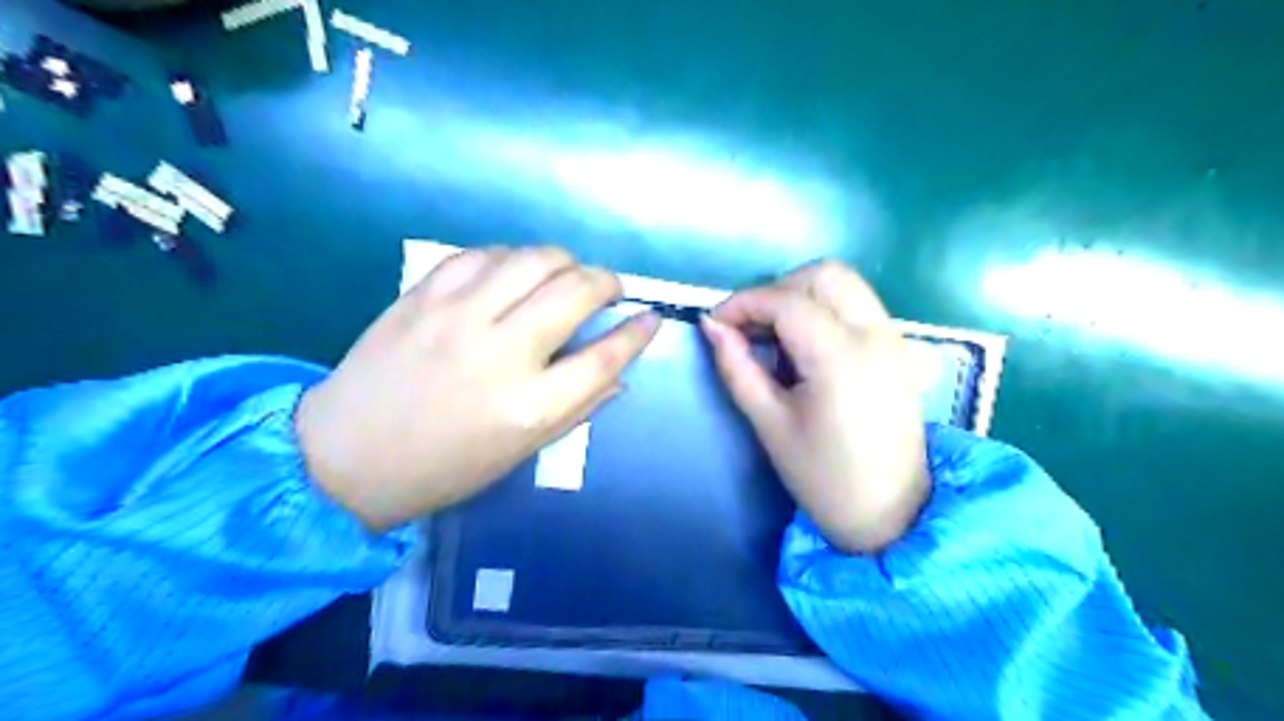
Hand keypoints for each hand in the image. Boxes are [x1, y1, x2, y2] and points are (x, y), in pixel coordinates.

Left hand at [299, 245, 660, 532]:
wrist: (344, 457)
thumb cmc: (443, 467)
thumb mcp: (521, 452)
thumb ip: (576, 408)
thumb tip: (620, 375)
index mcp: (528, 407)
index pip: (605, 357)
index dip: (637, 334)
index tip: (652, 319)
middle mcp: (500, 352)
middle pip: (576, 292)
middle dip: (607, 282)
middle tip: (609, 290)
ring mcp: (458, 316)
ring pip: (534, 259)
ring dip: (565, 261)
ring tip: (567, 275)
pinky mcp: (423, 295)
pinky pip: (484, 254)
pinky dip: (513, 257)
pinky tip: (516, 272)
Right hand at [700, 261, 922, 554]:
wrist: (890, 513)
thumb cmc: (822, 477)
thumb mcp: (769, 423)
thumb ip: (737, 367)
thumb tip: (710, 326)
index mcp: (841, 357)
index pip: (787, 301)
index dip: (744, 303)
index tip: (716, 323)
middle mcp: (876, 334)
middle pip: (824, 274)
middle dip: (777, 289)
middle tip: (750, 326)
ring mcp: (894, 338)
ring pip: (844, 284)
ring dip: (801, 295)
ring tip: (774, 336)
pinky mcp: (898, 348)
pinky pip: (857, 305)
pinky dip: (824, 309)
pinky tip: (804, 347)